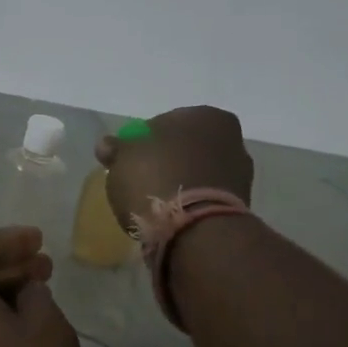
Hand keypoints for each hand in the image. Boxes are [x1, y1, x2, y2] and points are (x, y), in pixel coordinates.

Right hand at [96, 107, 255, 230]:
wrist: (195, 231)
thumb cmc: (156, 179)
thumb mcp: (122, 159)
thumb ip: (116, 148)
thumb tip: (108, 145)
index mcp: (205, 116)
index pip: (163, 123)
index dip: (141, 142)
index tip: (128, 161)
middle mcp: (230, 139)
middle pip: (184, 148)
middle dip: (165, 161)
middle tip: (140, 181)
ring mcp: (239, 173)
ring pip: (196, 173)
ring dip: (179, 182)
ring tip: (155, 203)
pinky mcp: (239, 206)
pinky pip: (205, 197)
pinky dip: (190, 202)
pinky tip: (172, 216)